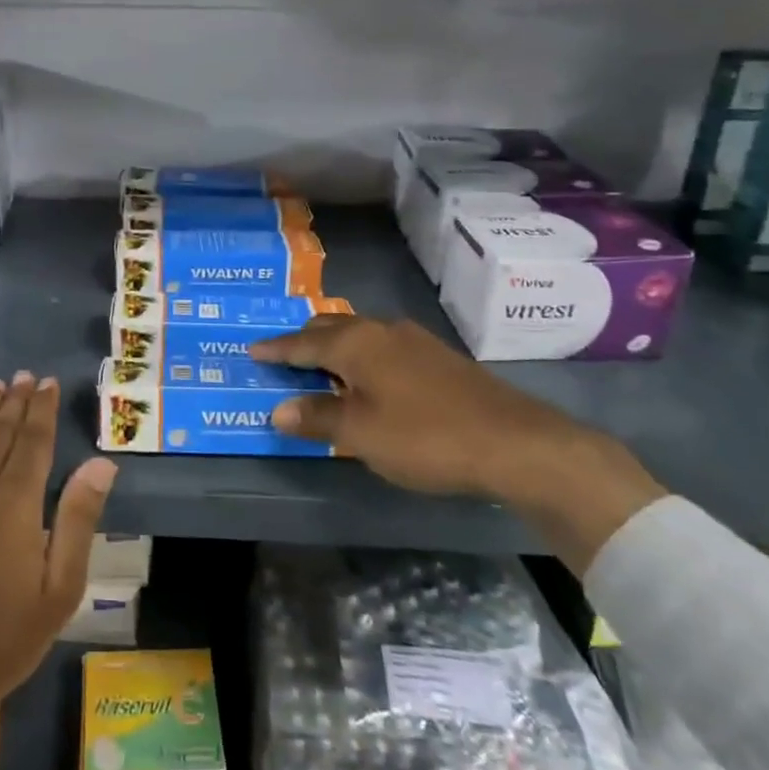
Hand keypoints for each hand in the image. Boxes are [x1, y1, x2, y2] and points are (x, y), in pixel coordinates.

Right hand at [250, 314, 581, 497]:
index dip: (276, 349)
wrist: (515, 442)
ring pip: (361, 335)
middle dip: (305, 340)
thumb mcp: (362, 435)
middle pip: (332, 328)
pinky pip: (383, 347)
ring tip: (322, 365)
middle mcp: (382, 331)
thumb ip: (318, 419)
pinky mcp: (439, 357)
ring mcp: (415, 341)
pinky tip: (371, 378)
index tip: (252, 349)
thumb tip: (278, 409)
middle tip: (284, 355)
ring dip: (336, 347)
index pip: (303, 342)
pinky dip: (363, 357)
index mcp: (356, 344)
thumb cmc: (426, 437)